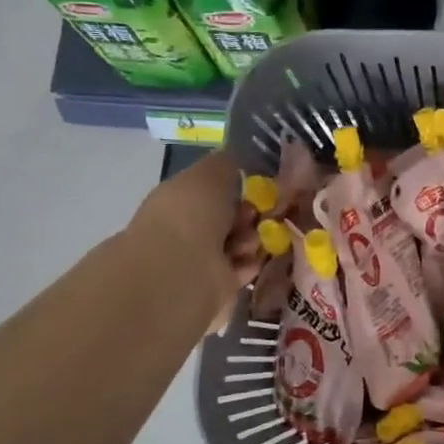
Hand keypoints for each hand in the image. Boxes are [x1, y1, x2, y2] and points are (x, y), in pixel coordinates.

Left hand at [122, 150, 261, 319]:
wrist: (180, 270)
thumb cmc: (191, 214)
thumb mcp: (211, 172)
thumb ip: (226, 162)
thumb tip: (236, 156)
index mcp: (181, 199)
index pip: (215, 190)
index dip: (239, 186)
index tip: (259, 186)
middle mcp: (188, 229)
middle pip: (232, 217)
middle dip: (251, 213)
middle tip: (262, 214)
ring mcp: (201, 260)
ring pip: (241, 242)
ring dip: (253, 238)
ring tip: (252, 239)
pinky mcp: (217, 287)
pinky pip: (244, 268)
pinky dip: (252, 263)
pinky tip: (254, 258)